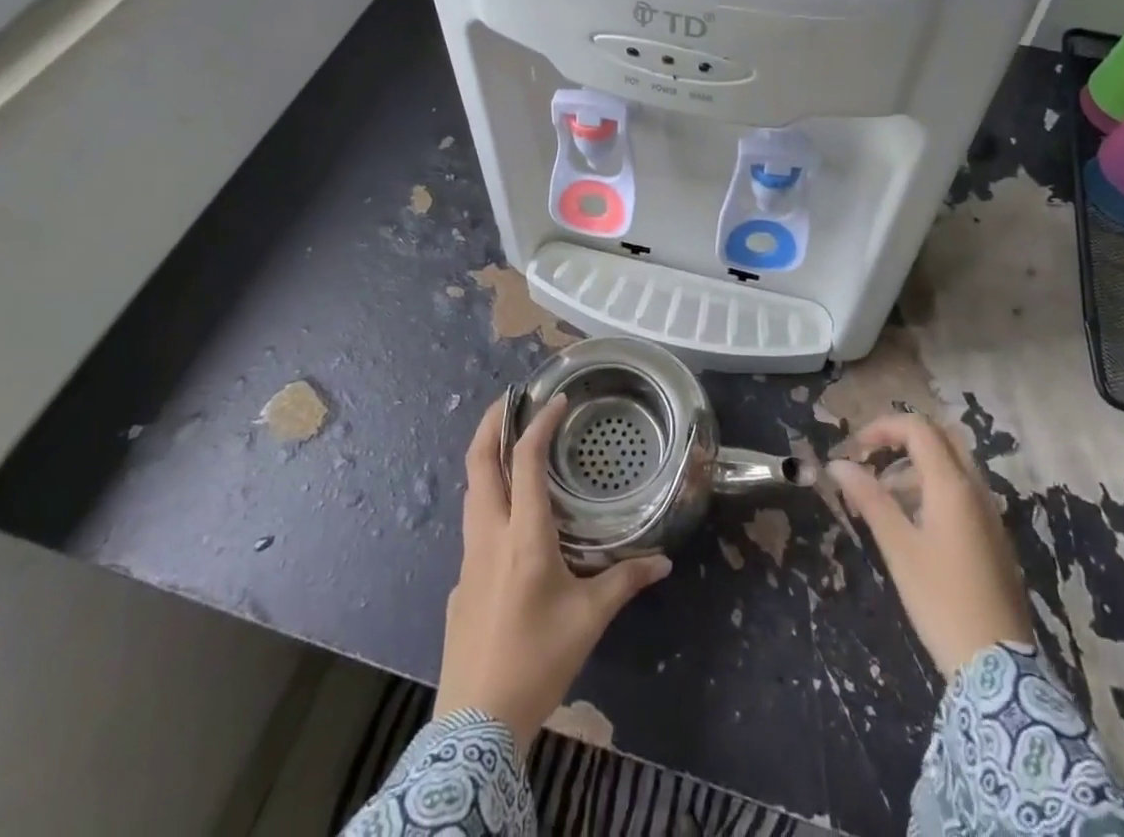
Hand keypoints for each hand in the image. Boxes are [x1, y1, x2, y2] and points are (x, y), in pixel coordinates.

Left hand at [435, 394, 671, 753]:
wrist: (475, 724)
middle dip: (490, 424)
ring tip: (509, 443)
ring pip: (470, 492)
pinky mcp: (460, 583)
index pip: (524, 462)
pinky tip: (509, 518)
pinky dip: (487, 499)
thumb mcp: (589, 620)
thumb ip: (625, 582)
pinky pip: (473, 525)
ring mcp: (468, 559)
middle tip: (511, 400)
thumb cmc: (537, 660)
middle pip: (477, 464)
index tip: (556, 401)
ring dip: (485, 458)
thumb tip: (662, 562)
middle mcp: (489, 536)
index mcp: (523, 536)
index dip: (539, 425)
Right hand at [828, 413, 1030, 677]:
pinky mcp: (993, 537)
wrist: (998, 667)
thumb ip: (869, 499)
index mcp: (952, 486)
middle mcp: (976, 490)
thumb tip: (838, 464)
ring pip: (951, 466)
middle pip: (940, 439)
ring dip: (914, 467)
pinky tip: (911, 523)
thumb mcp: (898, 547)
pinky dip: (932, 489)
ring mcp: (989, 513)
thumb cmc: (941, 600)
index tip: (855, 449)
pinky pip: (961, 492)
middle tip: (871, 459)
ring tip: (881, 499)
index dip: (883, 428)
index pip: (918, 429)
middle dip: (901, 440)